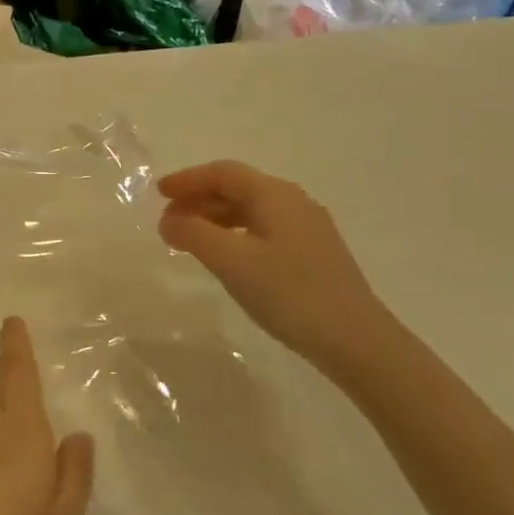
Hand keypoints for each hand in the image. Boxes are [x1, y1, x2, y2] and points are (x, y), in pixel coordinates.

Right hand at [157, 161, 394, 371]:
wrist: (356, 341)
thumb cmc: (289, 293)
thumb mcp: (231, 261)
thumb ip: (193, 235)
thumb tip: (168, 220)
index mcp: (275, 195)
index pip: (223, 173)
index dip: (187, 179)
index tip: (157, 193)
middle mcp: (294, 203)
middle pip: (238, 188)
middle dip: (198, 199)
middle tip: (167, 220)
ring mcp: (308, 229)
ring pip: (251, 211)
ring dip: (215, 218)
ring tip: (188, 240)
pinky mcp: (313, 255)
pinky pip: (263, 230)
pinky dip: (234, 235)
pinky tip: (225, 258)